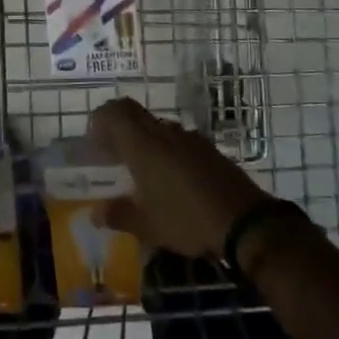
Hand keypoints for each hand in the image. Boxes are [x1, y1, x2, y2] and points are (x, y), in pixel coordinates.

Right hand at [90, 99, 266, 258]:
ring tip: (139, 170)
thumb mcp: (147, 226)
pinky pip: (178, 141)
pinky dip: (165, 151)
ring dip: (143, 140)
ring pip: (157, 127)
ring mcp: (190, 139)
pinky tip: (169, 178)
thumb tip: (95, 212)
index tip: (93, 141)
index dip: (100, 120)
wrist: (245, 221)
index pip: (115, 112)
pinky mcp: (209, 149)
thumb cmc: (186, 219)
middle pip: (135, 114)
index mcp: (143, 144)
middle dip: (118, 128)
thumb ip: (118, 215)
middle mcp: (164, 133)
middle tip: (111, 152)